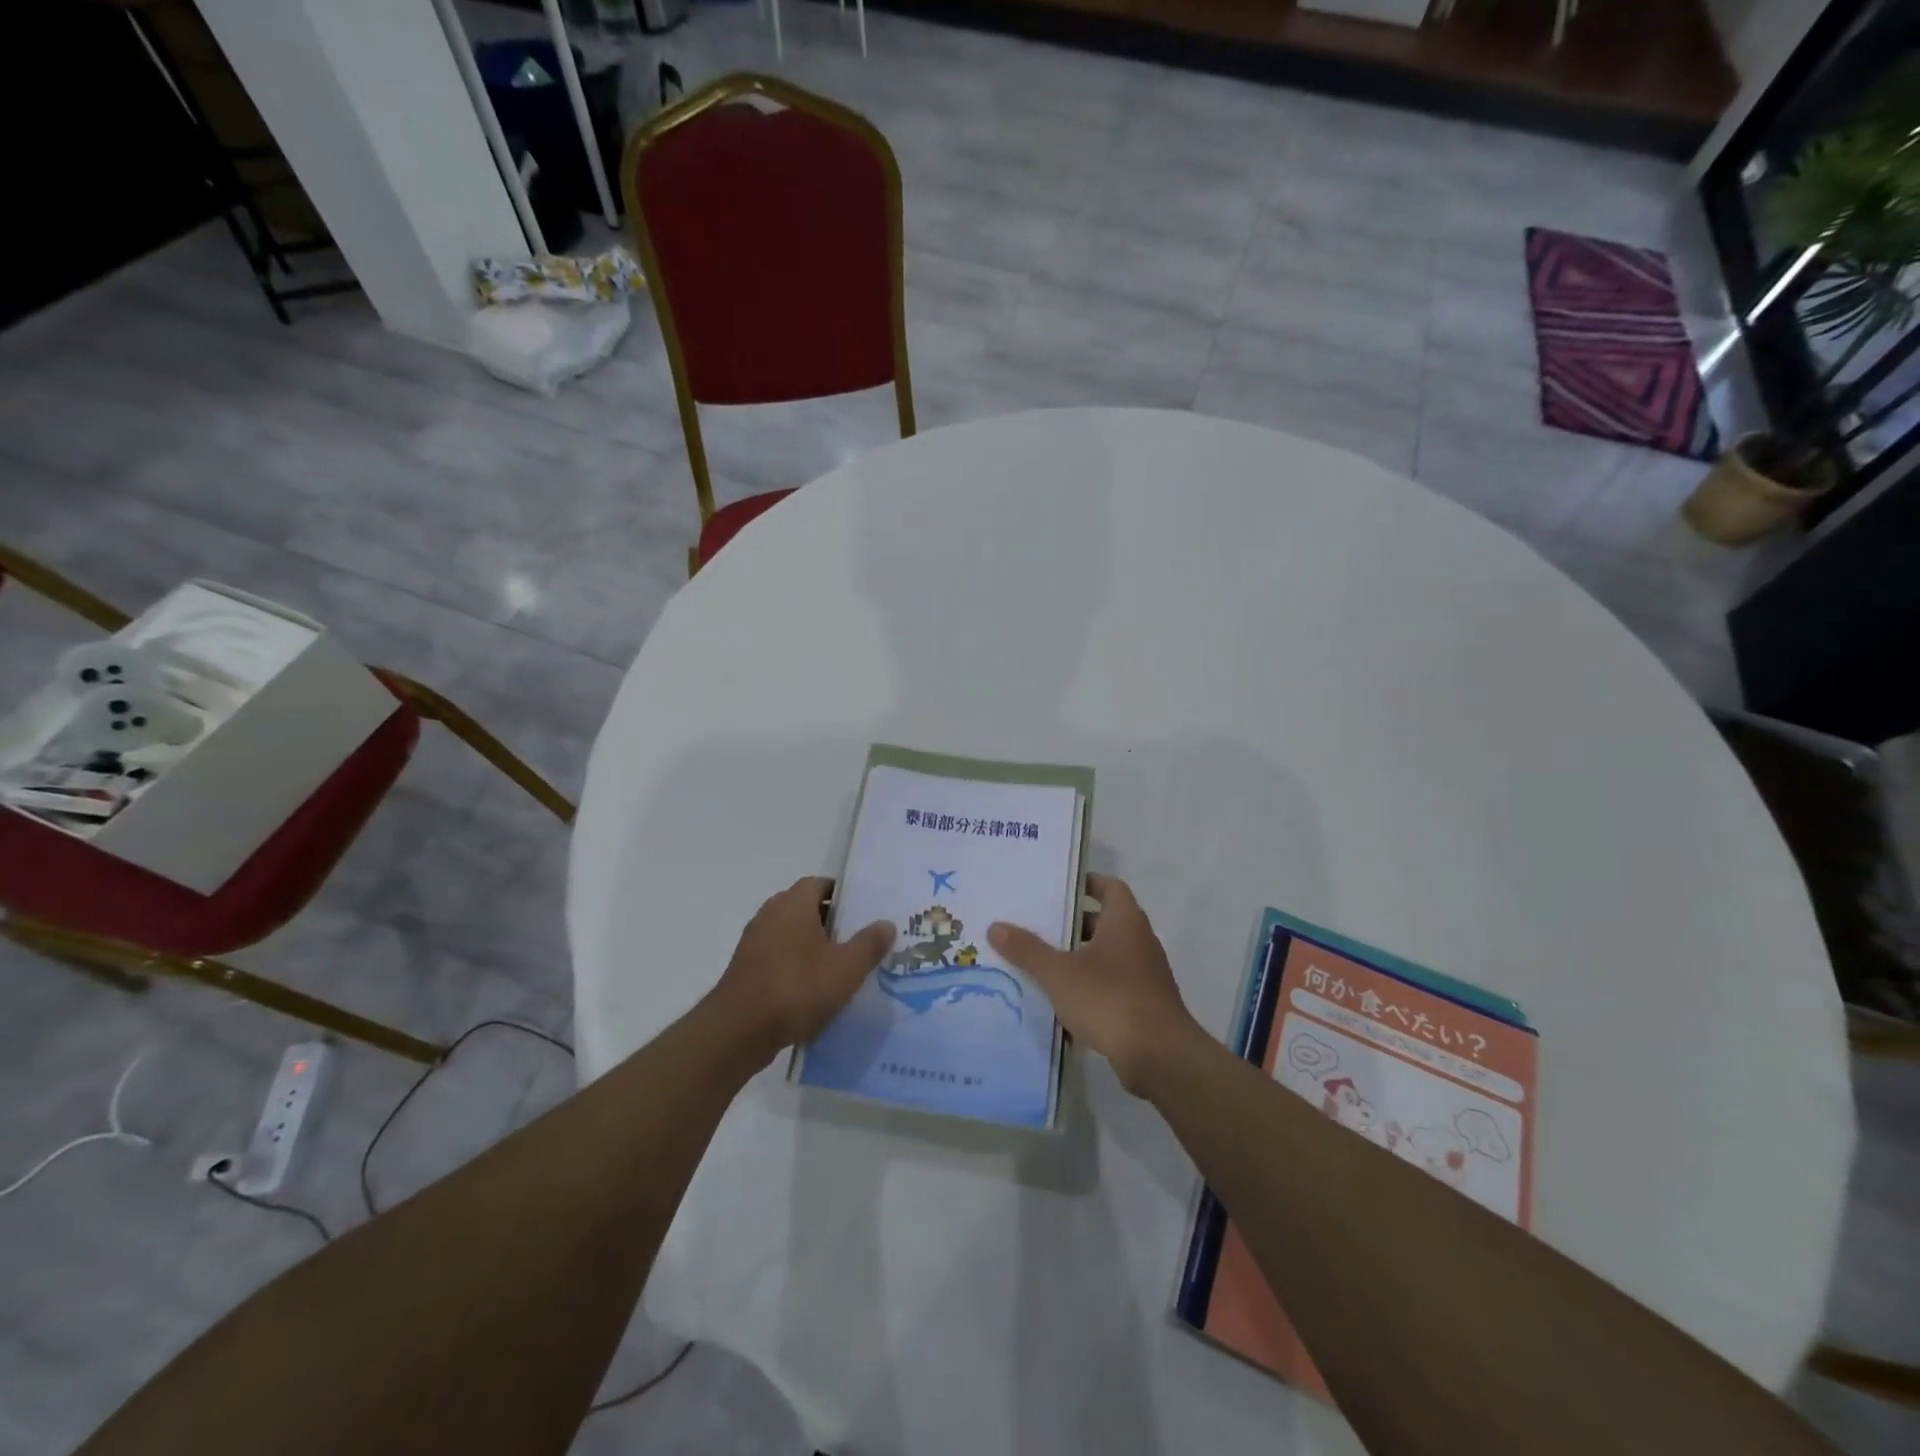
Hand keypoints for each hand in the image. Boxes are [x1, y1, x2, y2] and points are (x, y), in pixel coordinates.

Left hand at [710, 877, 895, 1056]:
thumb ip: (869, 943)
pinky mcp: (745, 970)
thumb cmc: (797, 987)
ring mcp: (753, 943)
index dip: (842, 895)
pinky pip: (777, 958)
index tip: (862, 912)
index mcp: (793, 903)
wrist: (739, 1030)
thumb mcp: (846, 968)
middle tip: (856, 940)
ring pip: (790, 935)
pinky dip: (795, 967)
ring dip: (812, 946)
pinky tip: (812, 991)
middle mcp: (770, 914)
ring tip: (838, 968)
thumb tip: (886, 923)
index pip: (819, 884)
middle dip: (830, 922)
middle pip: (805, 908)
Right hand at [989, 874, 1200, 1096]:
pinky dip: (1090, 987)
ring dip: (1080, 958)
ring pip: (1108, 956)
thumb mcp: (1059, 974)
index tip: (1058, 887)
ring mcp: (1146, 975)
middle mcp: (1140, 941)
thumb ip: (1027, 950)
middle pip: (1105, 922)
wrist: (1160, 1057)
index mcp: (1125, 921)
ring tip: (1043, 964)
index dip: (1086, 883)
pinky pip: (1113, 985)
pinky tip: (1063, 1002)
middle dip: (1073, 924)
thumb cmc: (1110, 1000)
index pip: (1110, 887)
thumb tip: (996, 926)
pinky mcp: (1145, 1005)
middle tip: (1038, 926)